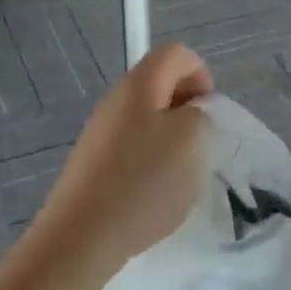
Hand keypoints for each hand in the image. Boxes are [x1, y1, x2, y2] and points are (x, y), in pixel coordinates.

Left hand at [30, 43, 212, 272]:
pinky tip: (154, 194)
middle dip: (187, 110)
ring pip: (147, 120)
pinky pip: (132, 149)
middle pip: (159, 85)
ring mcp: (100, 132)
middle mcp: (115, 100)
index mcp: (139, 84)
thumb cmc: (143, 181)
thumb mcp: (191, 139)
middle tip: (199, 144)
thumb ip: (199, 115)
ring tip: (179, 174)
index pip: (176, 54)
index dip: (201, 75)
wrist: (82, 236)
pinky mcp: (93, 164)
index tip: (208, 113)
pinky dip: (151, 163)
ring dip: (171, 140)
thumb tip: (187, 115)